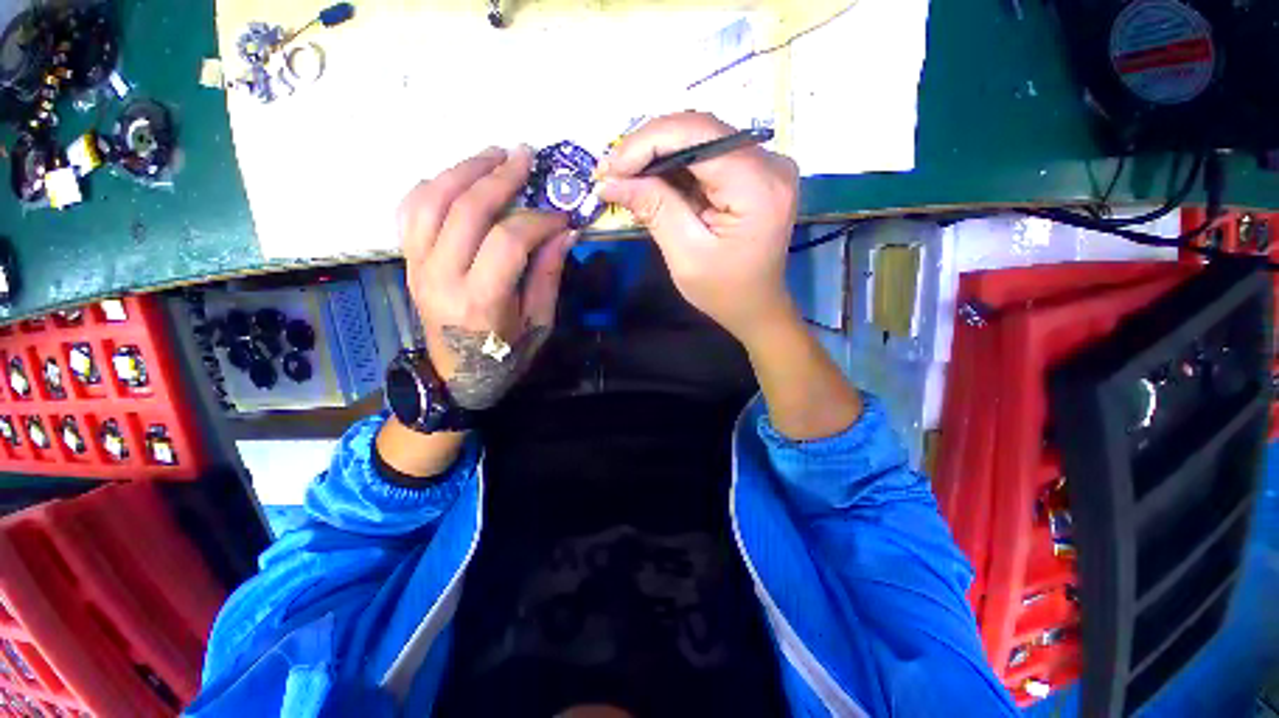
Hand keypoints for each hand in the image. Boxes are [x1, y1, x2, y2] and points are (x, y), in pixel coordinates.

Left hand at [398, 145, 574, 409]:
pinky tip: (457, 176)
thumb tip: (565, 233)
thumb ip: (549, 275)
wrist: (455, 376)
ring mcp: (417, 266)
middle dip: (500, 177)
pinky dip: (433, 185)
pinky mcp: (408, 261)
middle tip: (526, 156)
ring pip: (431, 200)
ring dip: (463, 169)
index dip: (539, 220)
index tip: (561, 216)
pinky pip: (410, 210)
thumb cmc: (505, 356)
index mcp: (481, 301)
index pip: (509, 241)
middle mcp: (441, 277)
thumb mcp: (538, 323)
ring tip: (492, 154)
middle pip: (466, 210)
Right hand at [597, 112, 800, 344]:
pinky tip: (650, 182)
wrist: (756, 308)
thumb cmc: (724, 292)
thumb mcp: (686, 256)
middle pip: (699, 131)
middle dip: (648, 148)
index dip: (646, 142)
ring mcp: (764, 166)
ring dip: (657, 156)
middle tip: (610, 173)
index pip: (698, 134)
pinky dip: (675, 168)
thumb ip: (655, 209)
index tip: (609, 168)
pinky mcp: (754, 174)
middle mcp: (770, 163)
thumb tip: (611, 180)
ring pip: (700, 140)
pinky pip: (707, 157)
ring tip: (623, 178)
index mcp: (759, 186)